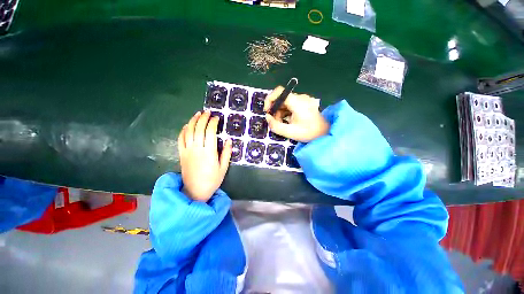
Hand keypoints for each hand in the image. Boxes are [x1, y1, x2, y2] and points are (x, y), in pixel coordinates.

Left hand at [178, 110, 232, 201]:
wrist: (195, 191)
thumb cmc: (212, 180)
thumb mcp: (223, 168)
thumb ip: (226, 153)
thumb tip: (228, 140)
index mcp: (209, 152)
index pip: (210, 132)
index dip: (213, 123)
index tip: (216, 118)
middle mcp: (197, 149)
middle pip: (199, 129)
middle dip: (203, 118)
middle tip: (207, 112)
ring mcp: (188, 151)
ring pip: (189, 132)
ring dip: (193, 121)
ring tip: (197, 114)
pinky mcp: (181, 154)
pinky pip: (180, 139)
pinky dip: (183, 131)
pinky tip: (187, 125)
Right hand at [264, 86, 329, 142]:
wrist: (325, 133)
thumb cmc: (309, 132)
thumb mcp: (290, 132)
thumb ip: (276, 126)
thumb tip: (267, 117)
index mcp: (297, 102)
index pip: (279, 91)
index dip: (270, 99)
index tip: (267, 111)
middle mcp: (300, 98)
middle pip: (281, 98)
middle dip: (275, 109)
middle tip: (274, 121)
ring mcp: (302, 100)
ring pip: (285, 102)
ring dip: (279, 112)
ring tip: (281, 124)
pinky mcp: (303, 104)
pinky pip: (290, 105)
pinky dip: (285, 112)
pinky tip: (287, 121)